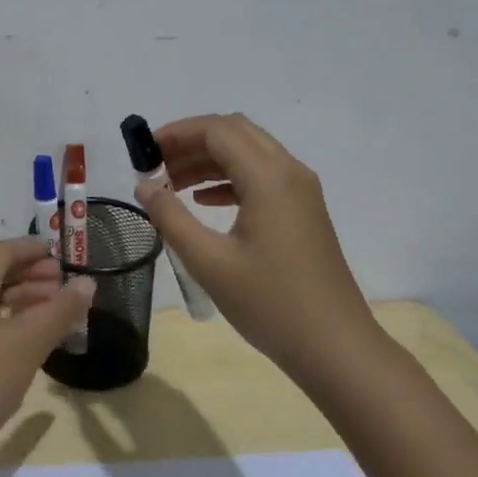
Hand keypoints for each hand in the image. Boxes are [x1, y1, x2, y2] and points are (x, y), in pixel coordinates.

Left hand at [0, 237, 95, 463]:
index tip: (63, 256)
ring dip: (23, 297)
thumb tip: (88, 282)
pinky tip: (30, 337)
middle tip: (65, 285)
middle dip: (32, 273)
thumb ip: (60, 310)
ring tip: (56, 310)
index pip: (4, 251)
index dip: (33, 249)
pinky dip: (9, 317)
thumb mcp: (28, 343)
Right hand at [135, 114, 375, 381]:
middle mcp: (289, 172)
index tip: (144, 152)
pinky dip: (229, 178)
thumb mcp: (209, 261)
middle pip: (235, 133)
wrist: (334, 346)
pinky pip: (262, 176)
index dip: (177, 133)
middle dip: (192, 141)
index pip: (217, 130)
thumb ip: (170, 217)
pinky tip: (204, 202)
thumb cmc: (269, 303)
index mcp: (269, 177)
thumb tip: (144, 185)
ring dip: (209, 160)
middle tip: (157, 165)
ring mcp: (301, 191)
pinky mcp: (304, 211)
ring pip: (249, 153)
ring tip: (172, 184)